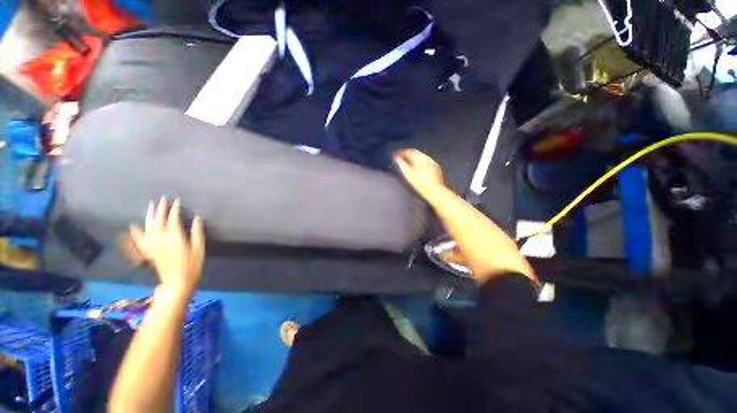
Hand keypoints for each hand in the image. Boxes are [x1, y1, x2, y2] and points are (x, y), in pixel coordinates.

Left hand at [129, 197, 204, 295]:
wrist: (177, 283)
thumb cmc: (192, 266)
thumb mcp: (199, 249)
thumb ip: (197, 232)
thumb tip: (197, 218)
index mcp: (175, 238)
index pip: (173, 219)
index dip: (175, 209)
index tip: (177, 200)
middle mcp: (161, 240)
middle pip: (158, 221)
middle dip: (161, 209)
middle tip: (163, 199)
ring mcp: (153, 246)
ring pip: (148, 227)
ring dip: (149, 216)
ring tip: (151, 206)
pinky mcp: (149, 252)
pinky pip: (140, 240)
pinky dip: (136, 233)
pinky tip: (134, 226)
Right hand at [394, 149, 445, 200]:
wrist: (435, 191)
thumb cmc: (421, 185)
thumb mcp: (408, 175)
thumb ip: (401, 165)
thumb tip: (396, 158)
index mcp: (419, 158)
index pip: (408, 151)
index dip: (401, 153)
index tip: (396, 156)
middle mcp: (427, 158)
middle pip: (415, 153)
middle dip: (408, 155)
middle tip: (402, 159)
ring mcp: (432, 162)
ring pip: (421, 156)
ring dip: (414, 159)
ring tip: (409, 165)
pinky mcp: (436, 167)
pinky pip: (427, 161)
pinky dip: (421, 163)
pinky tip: (418, 169)